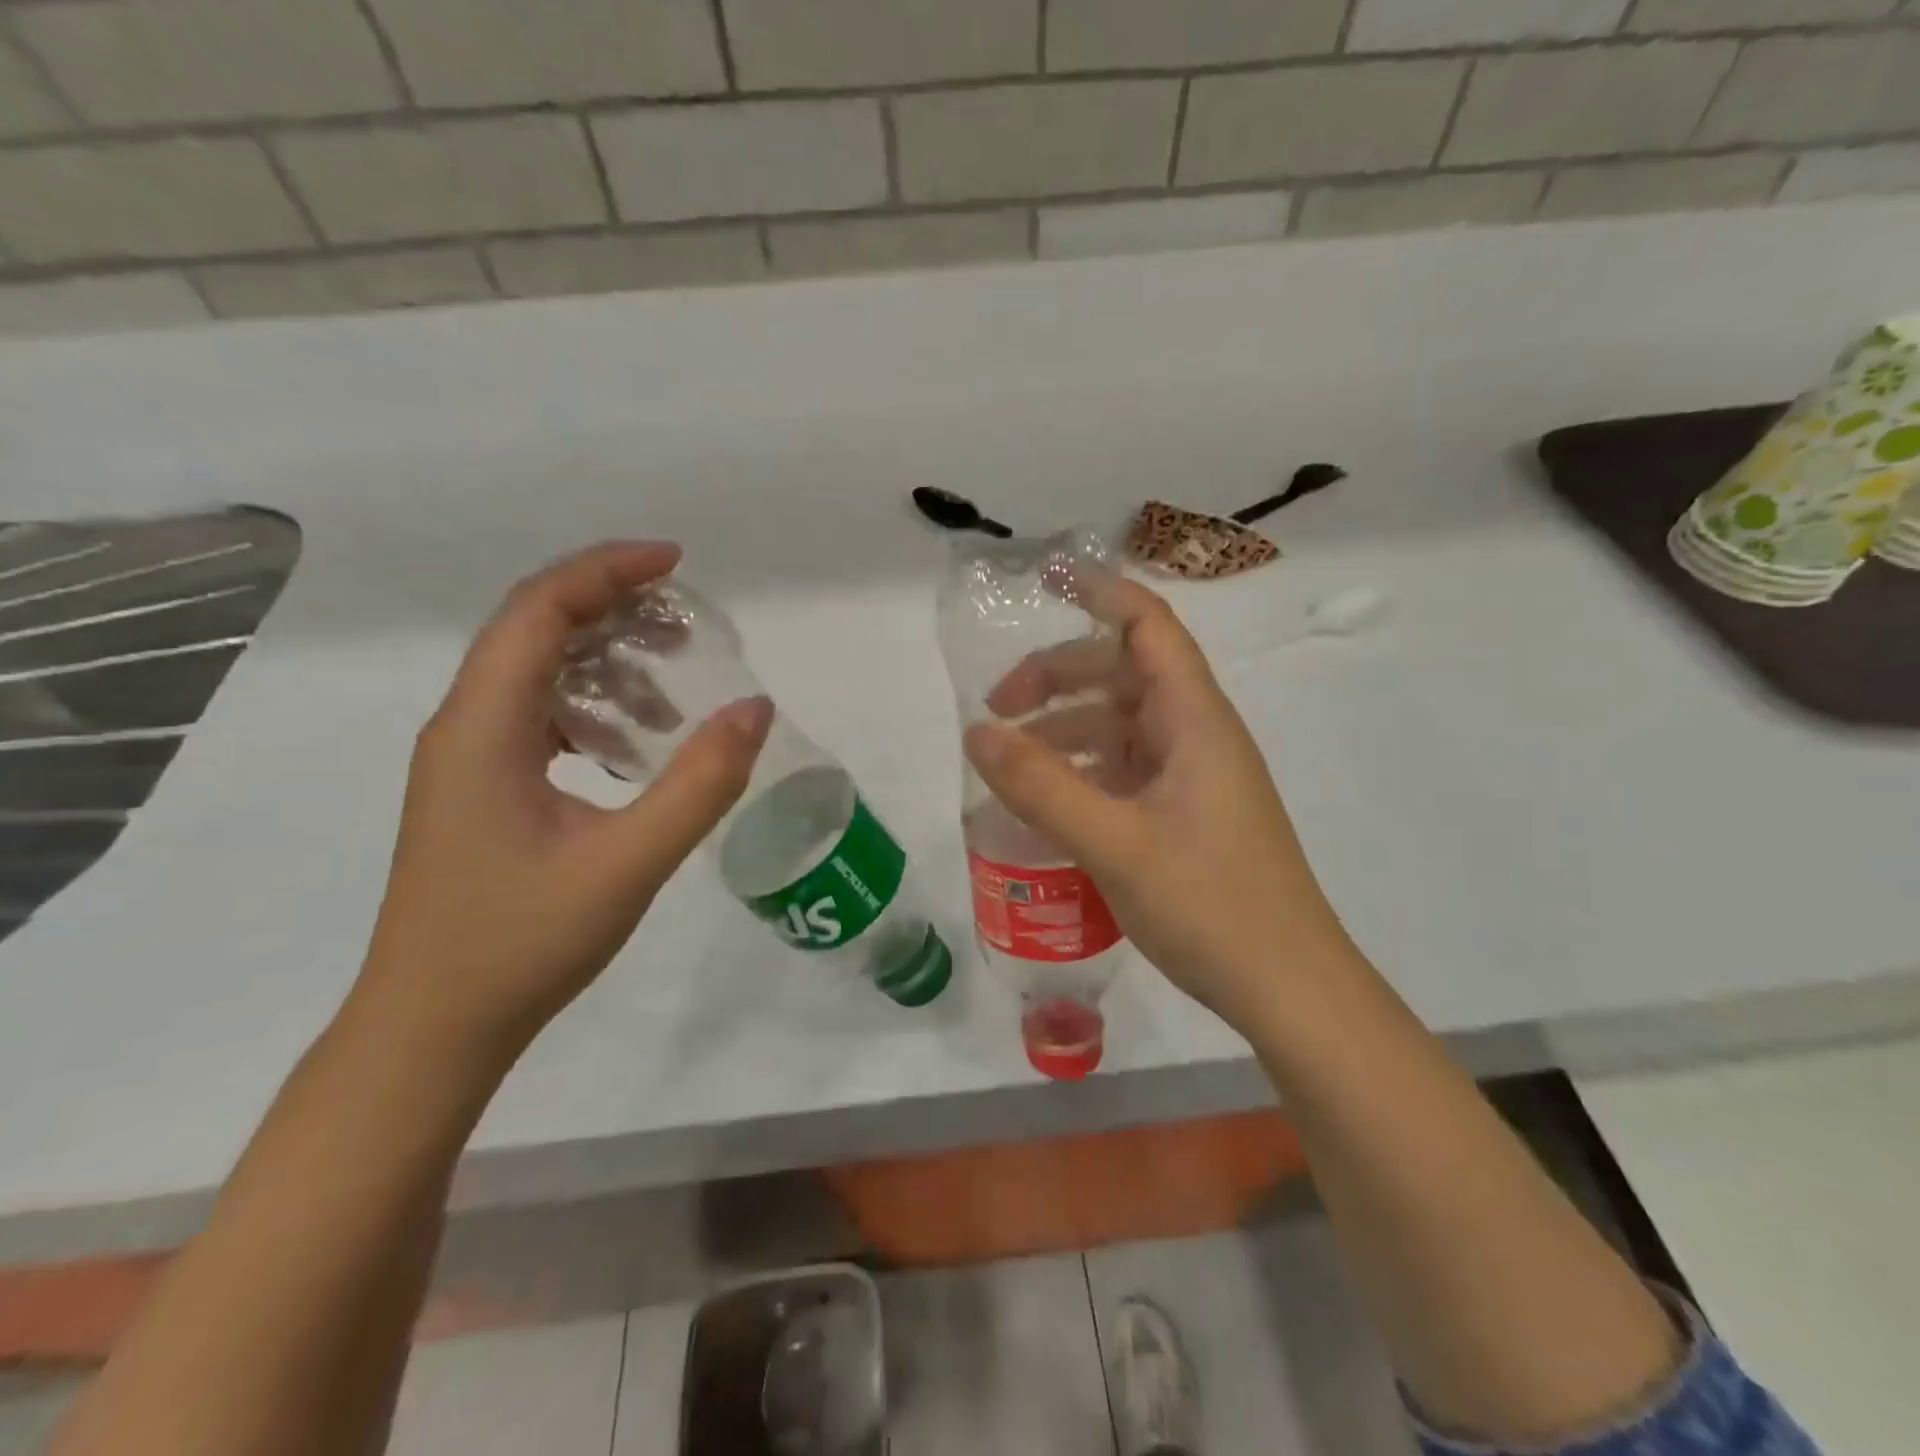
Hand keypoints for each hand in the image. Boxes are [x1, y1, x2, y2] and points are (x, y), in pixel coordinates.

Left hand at [357, 542, 771, 1063]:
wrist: (434, 1030)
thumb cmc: (522, 944)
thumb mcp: (629, 862)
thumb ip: (700, 784)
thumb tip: (756, 709)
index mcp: (484, 728)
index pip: (539, 612)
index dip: (607, 572)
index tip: (677, 563)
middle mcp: (465, 728)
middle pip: (535, 631)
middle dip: (613, 610)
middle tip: (689, 624)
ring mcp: (468, 760)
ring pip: (538, 674)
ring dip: (607, 663)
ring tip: (675, 690)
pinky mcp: (483, 790)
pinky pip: (540, 718)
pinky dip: (594, 709)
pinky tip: (636, 745)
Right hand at [963, 571, 1354, 1032]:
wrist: (1290, 989)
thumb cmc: (1211, 905)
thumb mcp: (1114, 843)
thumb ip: (1042, 785)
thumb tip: (976, 733)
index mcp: (1194, 720)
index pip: (1149, 626)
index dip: (1099, 594)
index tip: (1043, 581)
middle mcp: (1198, 736)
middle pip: (1124, 675)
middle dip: (1059, 677)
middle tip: (998, 708)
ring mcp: (1195, 778)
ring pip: (1122, 727)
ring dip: (1067, 730)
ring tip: (1011, 761)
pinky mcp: (1189, 816)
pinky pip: (1127, 772)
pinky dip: (1084, 772)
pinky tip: (1050, 804)